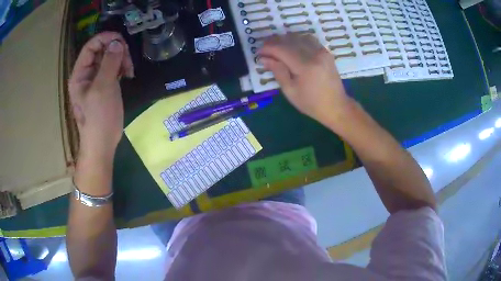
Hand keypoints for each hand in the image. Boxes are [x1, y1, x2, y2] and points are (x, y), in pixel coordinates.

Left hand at [68, 32, 133, 161]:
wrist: (102, 143)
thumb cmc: (99, 118)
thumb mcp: (103, 89)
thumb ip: (109, 63)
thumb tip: (117, 43)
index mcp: (80, 74)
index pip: (91, 46)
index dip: (106, 38)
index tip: (122, 41)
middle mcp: (86, 74)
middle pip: (101, 49)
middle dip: (116, 50)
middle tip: (127, 61)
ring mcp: (96, 79)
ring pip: (109, 57)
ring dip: (121, 58)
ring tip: (128, 70)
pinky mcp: (105, 84)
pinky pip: (113, 67)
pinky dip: (122, 66)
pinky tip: (127, 74)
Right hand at [259, 34, 352, 127]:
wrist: (336, 106)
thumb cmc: (311, 103)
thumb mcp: (290, 91)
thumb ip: (277, 71)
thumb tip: (264, 58)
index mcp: (305, 66)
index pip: (281, 49)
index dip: (267, 48)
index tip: (259, 52)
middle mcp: (314, 53)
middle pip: (289, 40)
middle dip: (274, 42)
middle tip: (265, 49)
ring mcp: (322, 51)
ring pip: (298, 36)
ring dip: (285, 39)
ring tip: (276, 48)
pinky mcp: (325, 51)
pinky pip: (308, 39)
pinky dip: (297, 40)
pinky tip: (291, 47)